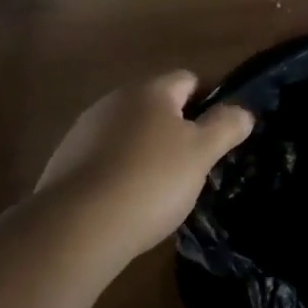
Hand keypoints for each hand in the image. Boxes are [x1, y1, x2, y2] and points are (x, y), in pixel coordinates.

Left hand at [34, 71, 253, 263]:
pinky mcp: (64, 162)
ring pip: (129, 132)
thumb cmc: (150, 180)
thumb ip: (226, 126)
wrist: (75, 228)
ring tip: (159, 189)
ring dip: (146, 151)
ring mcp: (85, 130)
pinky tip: (125, 203)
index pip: (188, 79)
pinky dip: (119, 172)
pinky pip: (104, 158)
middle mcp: (115, 99)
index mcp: (151, 90)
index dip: (209, 102)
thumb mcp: (201, 154)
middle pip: (157, 106)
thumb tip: (243, 111)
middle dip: (176, 129)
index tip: (219, 134)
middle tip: (193, 164)